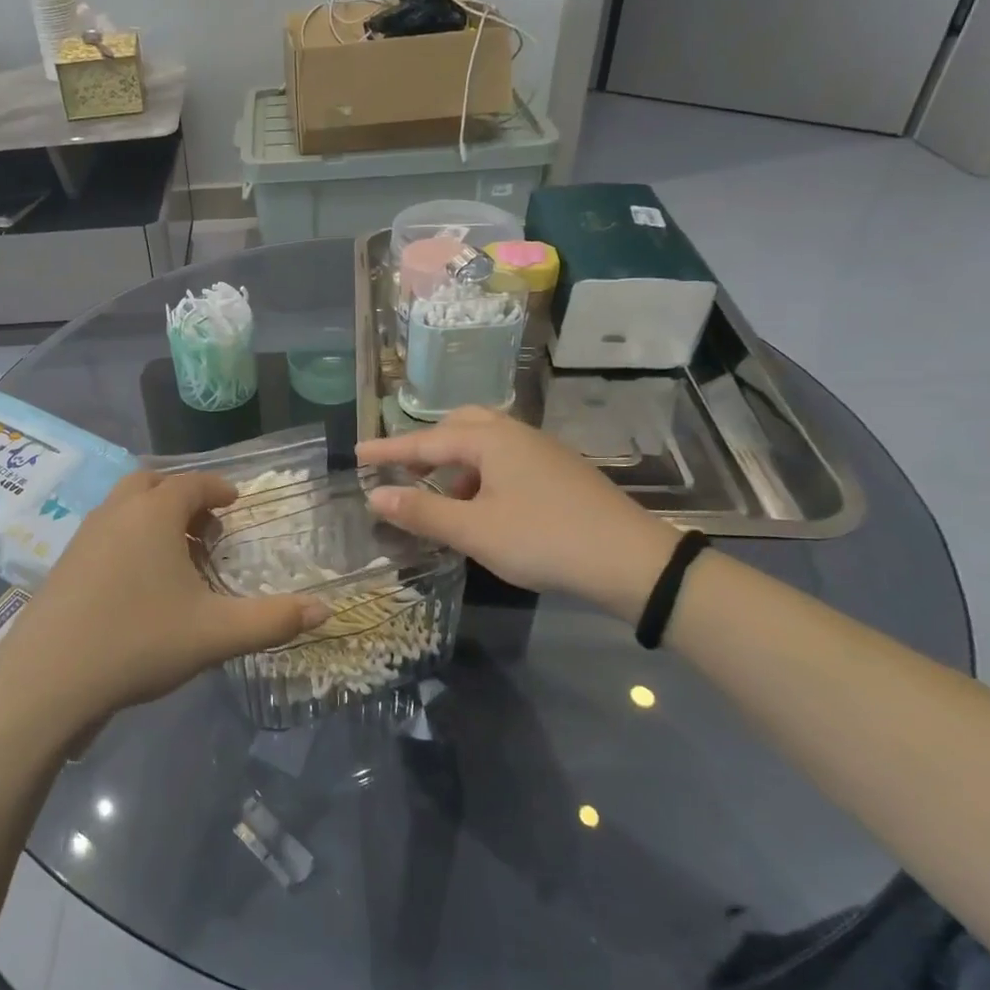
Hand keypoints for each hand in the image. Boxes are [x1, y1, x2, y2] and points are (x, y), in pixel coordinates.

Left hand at [0, 472, 328, 739]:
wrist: (48, 678)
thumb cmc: (139, 641)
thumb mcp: (215, 634)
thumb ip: (273, 620)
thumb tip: (327, 611)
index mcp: (154, 513)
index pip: (192, 483)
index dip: (218, 488)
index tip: (235, 502)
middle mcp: (117, 511)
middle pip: (153, 483)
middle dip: (183, 497)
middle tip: (206, 528)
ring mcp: (85, 535)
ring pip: (125, 506)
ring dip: (154, 516)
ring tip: (177, 557)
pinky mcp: (64, 562)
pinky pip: (106, 531)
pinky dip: (129, 537)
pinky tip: (139, 583)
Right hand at [359, 407, 678, 618]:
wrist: (632, 562)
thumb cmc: (544, 539)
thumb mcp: (475, 530)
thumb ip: (422, 511)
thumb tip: (375, 495)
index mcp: (490, 440)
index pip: (425, 441)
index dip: (388, 450)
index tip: (357, 454)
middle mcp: (515, 434)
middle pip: (458, 427)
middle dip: (426, 448)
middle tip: (403, 472)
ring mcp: (541, 451)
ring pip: (485, 443)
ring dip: (454, 463)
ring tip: (440, 497)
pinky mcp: (558, 472)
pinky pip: (505, 459)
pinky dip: (480, 474)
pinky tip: (482, 506)